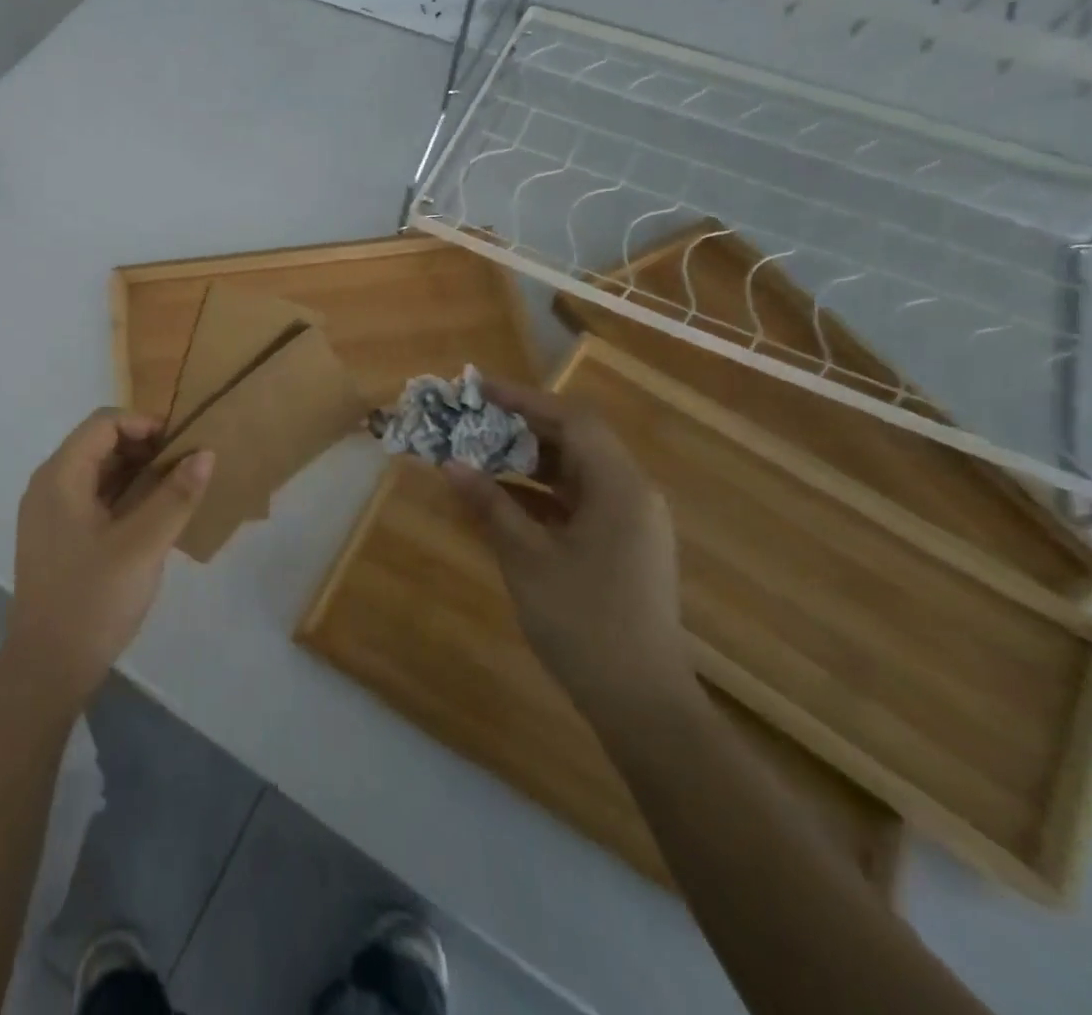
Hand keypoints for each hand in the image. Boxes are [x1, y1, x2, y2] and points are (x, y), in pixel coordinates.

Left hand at [4, 408, 214, 707]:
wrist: (47, 668)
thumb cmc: (93, 599)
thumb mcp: (143, 546)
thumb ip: (175, 496)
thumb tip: (205, 453)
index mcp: (60, 476)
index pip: (104, 423)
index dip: (145, 423)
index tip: (183, 444)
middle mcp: (50, 485)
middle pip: (100, 444)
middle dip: (145, 447)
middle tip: (187, 467)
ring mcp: (51, 512)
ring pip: (99, 472)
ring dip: (138, 473)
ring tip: (178, 489)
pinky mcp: (59, 536)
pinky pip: (94, 498)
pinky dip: (126, 496)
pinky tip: (155, 516)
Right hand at [443, 379, 690, 716]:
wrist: (641, 702)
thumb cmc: (583, 620)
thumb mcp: (527, 557)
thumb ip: (490, 504)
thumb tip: (450, 464)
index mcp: (619, 488)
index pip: (572, 421)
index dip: (524, 399)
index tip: (478, 390)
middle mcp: (632, 496)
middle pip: (576, 441)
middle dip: (522, 427)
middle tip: (472, 421)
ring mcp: (630, 523)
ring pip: (575, 472)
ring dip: (528, 461)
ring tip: (478, 454)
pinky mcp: (622, 547)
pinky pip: (577, 502)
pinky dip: (539, 494)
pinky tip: (501, 500)